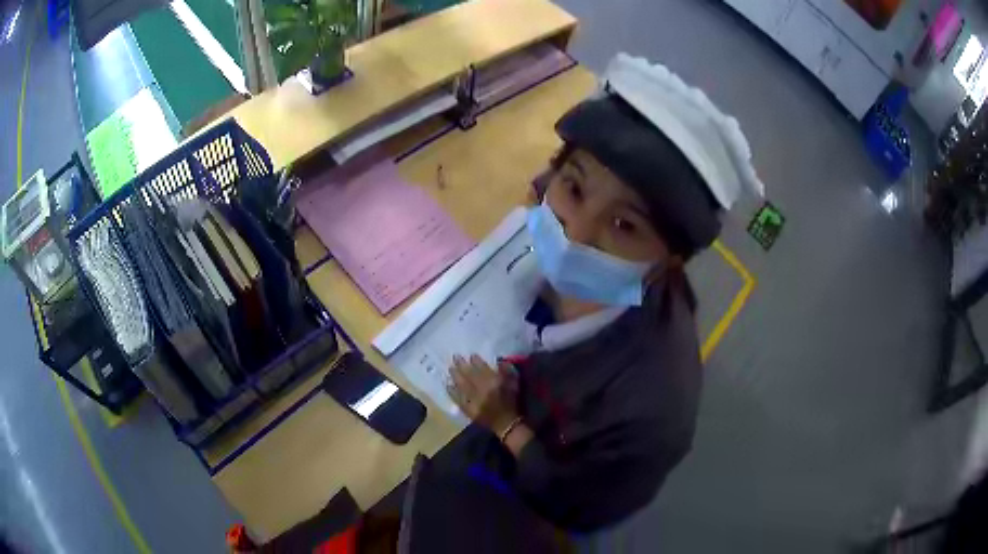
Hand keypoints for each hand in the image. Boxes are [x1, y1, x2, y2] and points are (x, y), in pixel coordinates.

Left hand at [447, 355, 518, 433]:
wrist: (506, 423)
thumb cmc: (511, 402)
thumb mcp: (513, 383)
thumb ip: (506, 371)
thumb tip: (499, 361)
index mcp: (492, 381)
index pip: (481, 367)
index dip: (475, 360)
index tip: (471, 355)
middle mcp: (479, 387)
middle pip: (468, 374)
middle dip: (461, 365)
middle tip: (455, 357)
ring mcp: (471, 398)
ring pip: (461, 384)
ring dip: (455, 376)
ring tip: (450, 368)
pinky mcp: (467, 407)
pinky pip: (457, 398)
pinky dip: (452, 391)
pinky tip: (448, 385)